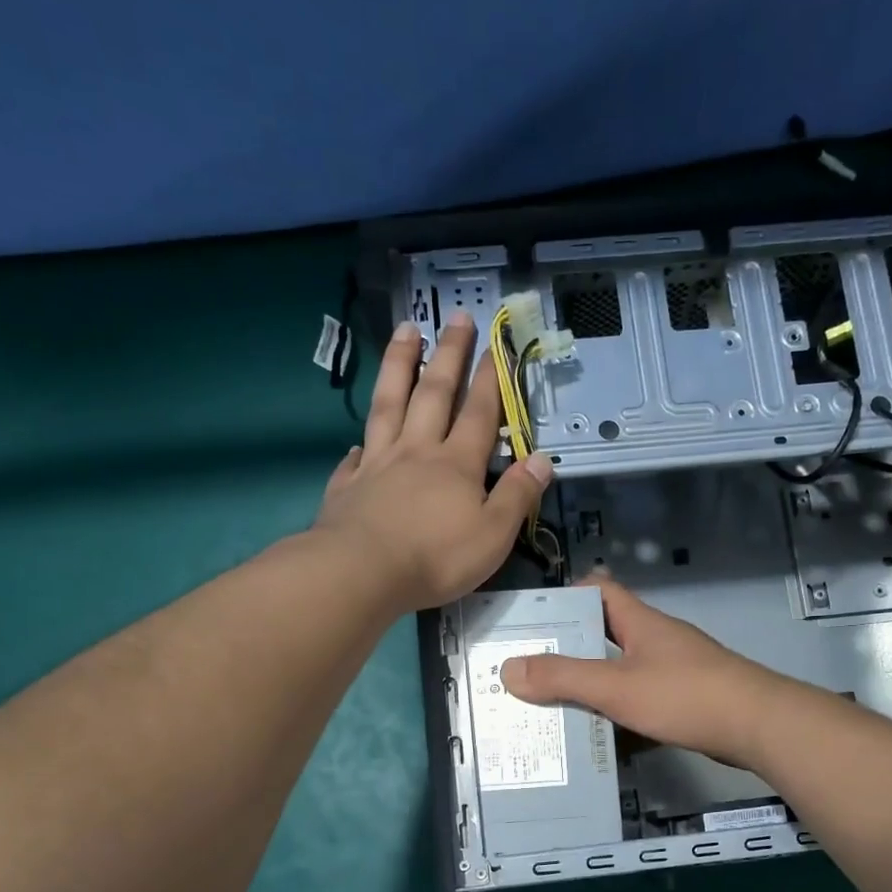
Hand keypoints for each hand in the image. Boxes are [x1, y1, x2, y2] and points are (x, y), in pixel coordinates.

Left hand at [314, 313, 552, 613]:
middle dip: (448, 355)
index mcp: (457, 465)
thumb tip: (542, 461)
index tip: (494, 346)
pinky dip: (360, 445)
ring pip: (389, 404)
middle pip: (434, 394)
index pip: (479, 414)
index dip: (489, 381)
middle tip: (455, 318)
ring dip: (398, 366)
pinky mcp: (348, 486)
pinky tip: (358, 442)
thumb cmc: (436, 557)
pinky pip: (356, 457)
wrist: (362, 572)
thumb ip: (518, 496)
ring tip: (404, 331)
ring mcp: (378, 465)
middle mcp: (417, 452)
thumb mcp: (493, 534)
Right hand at [501, 578, 795, 771]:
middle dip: (571, 650)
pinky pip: (643, 698)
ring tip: (554, 706)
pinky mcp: (688, 699)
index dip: (568, 597)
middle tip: (532, 671)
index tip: (536, 621)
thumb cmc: (684, 695)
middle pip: (606, 633)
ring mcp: (676, 669)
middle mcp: (657, 639)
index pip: (600, 590)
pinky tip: (600, 735)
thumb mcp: (616, 686)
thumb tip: (508, 668)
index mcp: (640, 622)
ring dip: (593, 685)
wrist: (758, 726)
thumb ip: (563, 678)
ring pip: (624, 669)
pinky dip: (620, 711)